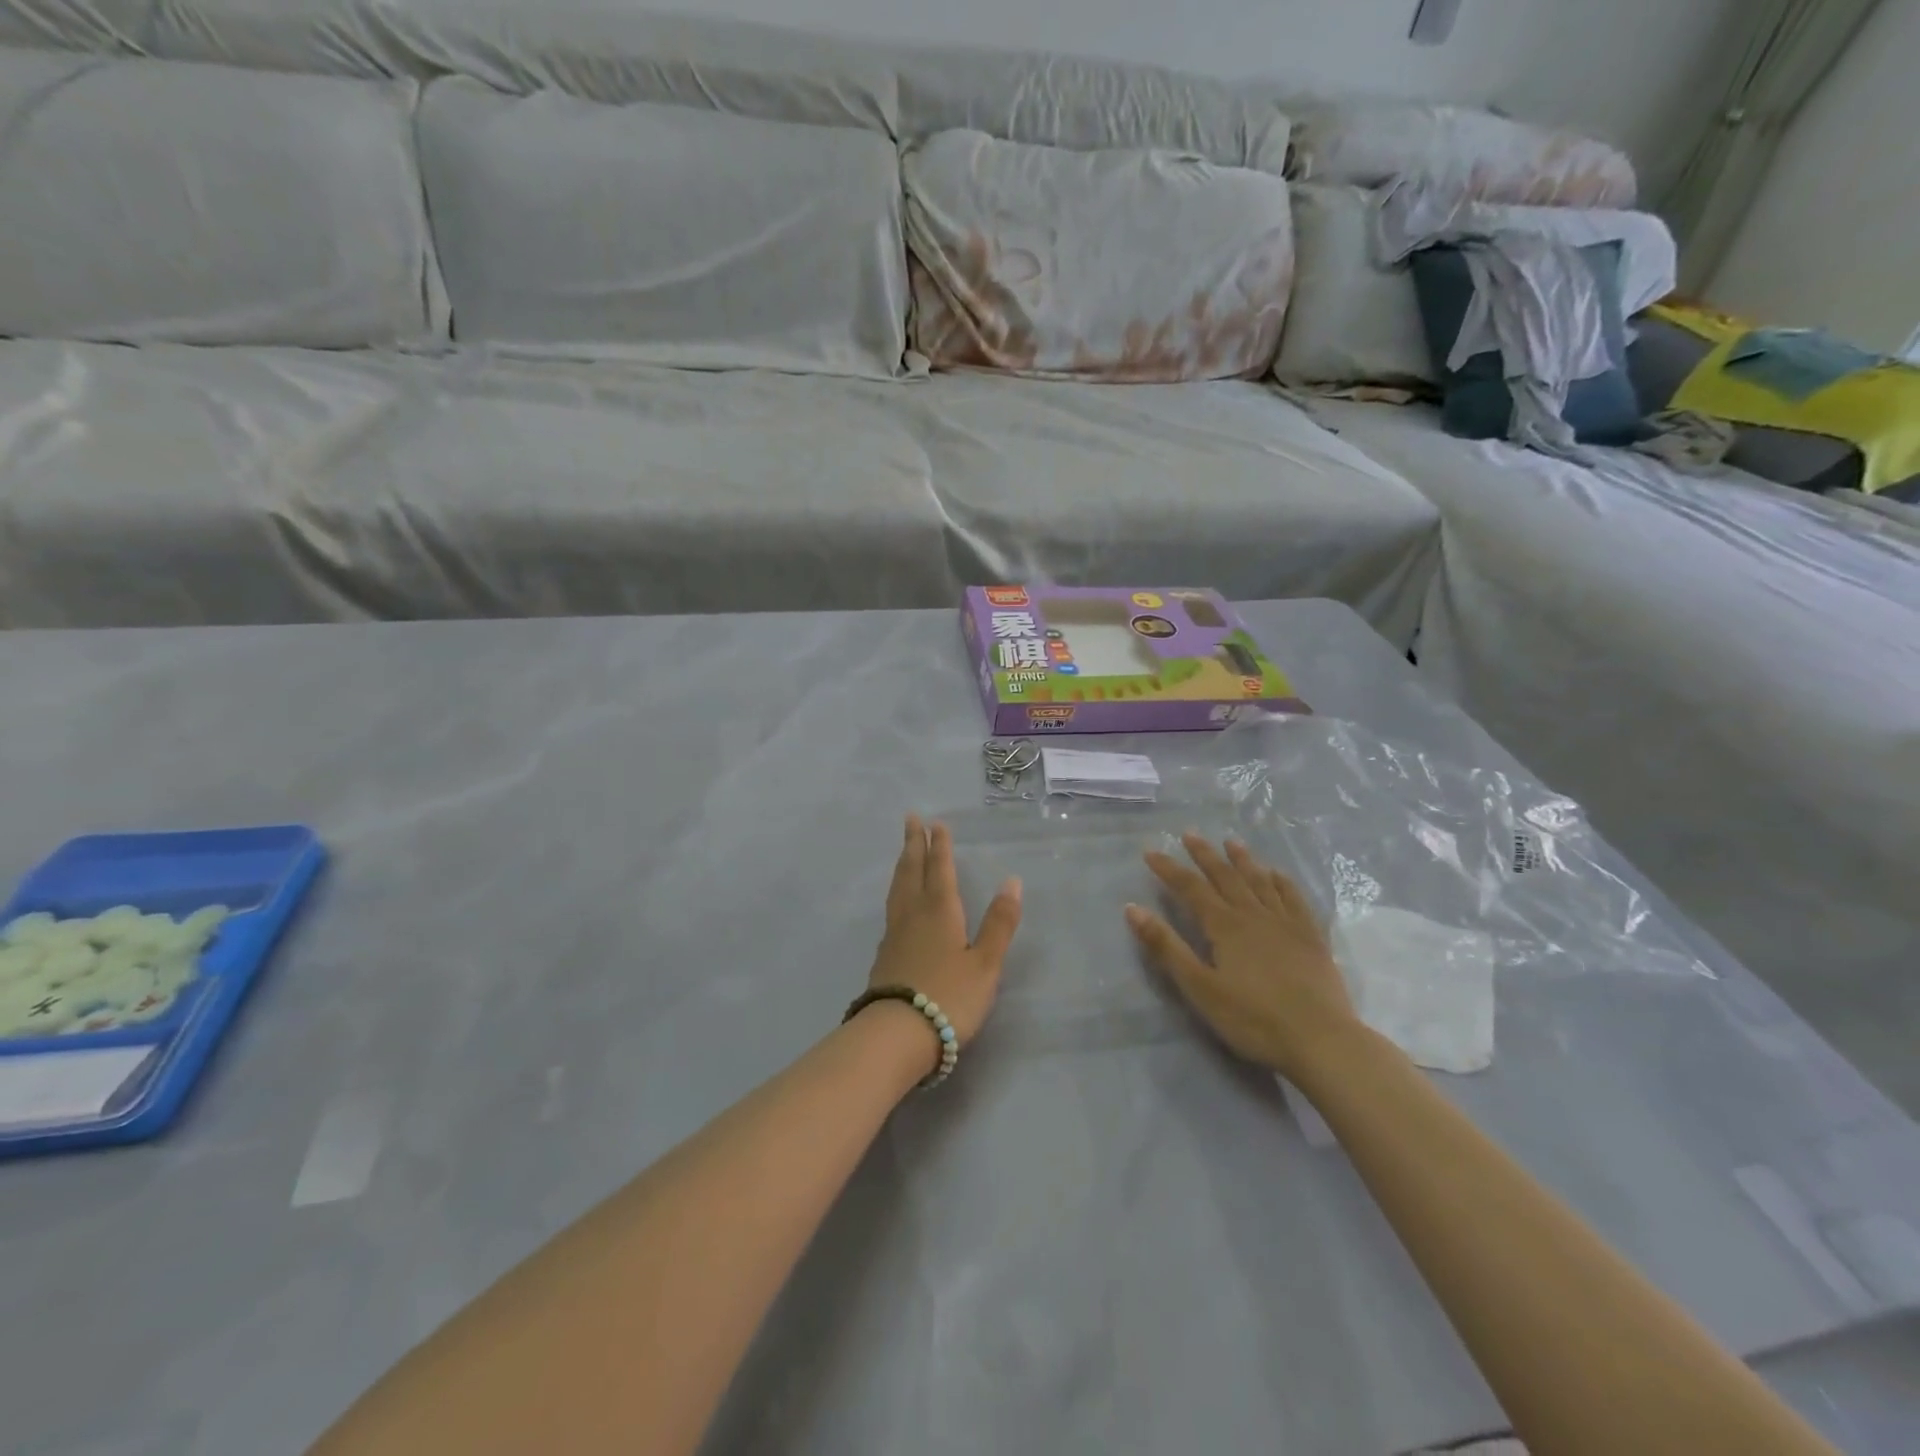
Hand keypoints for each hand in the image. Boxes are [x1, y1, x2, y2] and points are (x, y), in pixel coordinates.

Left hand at [868, 815, 1022, 1047]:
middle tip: (910, 819)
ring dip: (903, 864)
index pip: (939, 868)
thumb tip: (1012, 882)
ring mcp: (894, 933)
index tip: (935, 822)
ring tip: (904, 852)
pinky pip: (892, 907)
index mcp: (940, 910)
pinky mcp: (884, 954)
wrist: (896, 1035)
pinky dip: (897, 891)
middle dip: (914, 844)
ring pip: (898, 887)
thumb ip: (999, 923)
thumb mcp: (985, 963)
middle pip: (912, 870)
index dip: (939, 845)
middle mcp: (913, 913)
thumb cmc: (949, 997)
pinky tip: (899, 902)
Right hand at [1125, 834, 1359, 1076]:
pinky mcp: (1312, 938)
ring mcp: (1287, 924)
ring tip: (1232, 842)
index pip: (1191, 888)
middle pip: (1225, 877)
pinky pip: (1295, 899)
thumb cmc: (1253, 1019)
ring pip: (1260, 882)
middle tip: (1190, 834)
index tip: (1151, 851)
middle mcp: (1254, 915)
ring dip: (1244, 860)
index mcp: (1225, 926)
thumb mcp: (1200, 988)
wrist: (1322, 1040)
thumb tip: (1133, 908)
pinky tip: (1278, 875)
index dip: (1169, 869)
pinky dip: (1283, 882)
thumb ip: (1167, 948)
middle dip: (1205, 855)